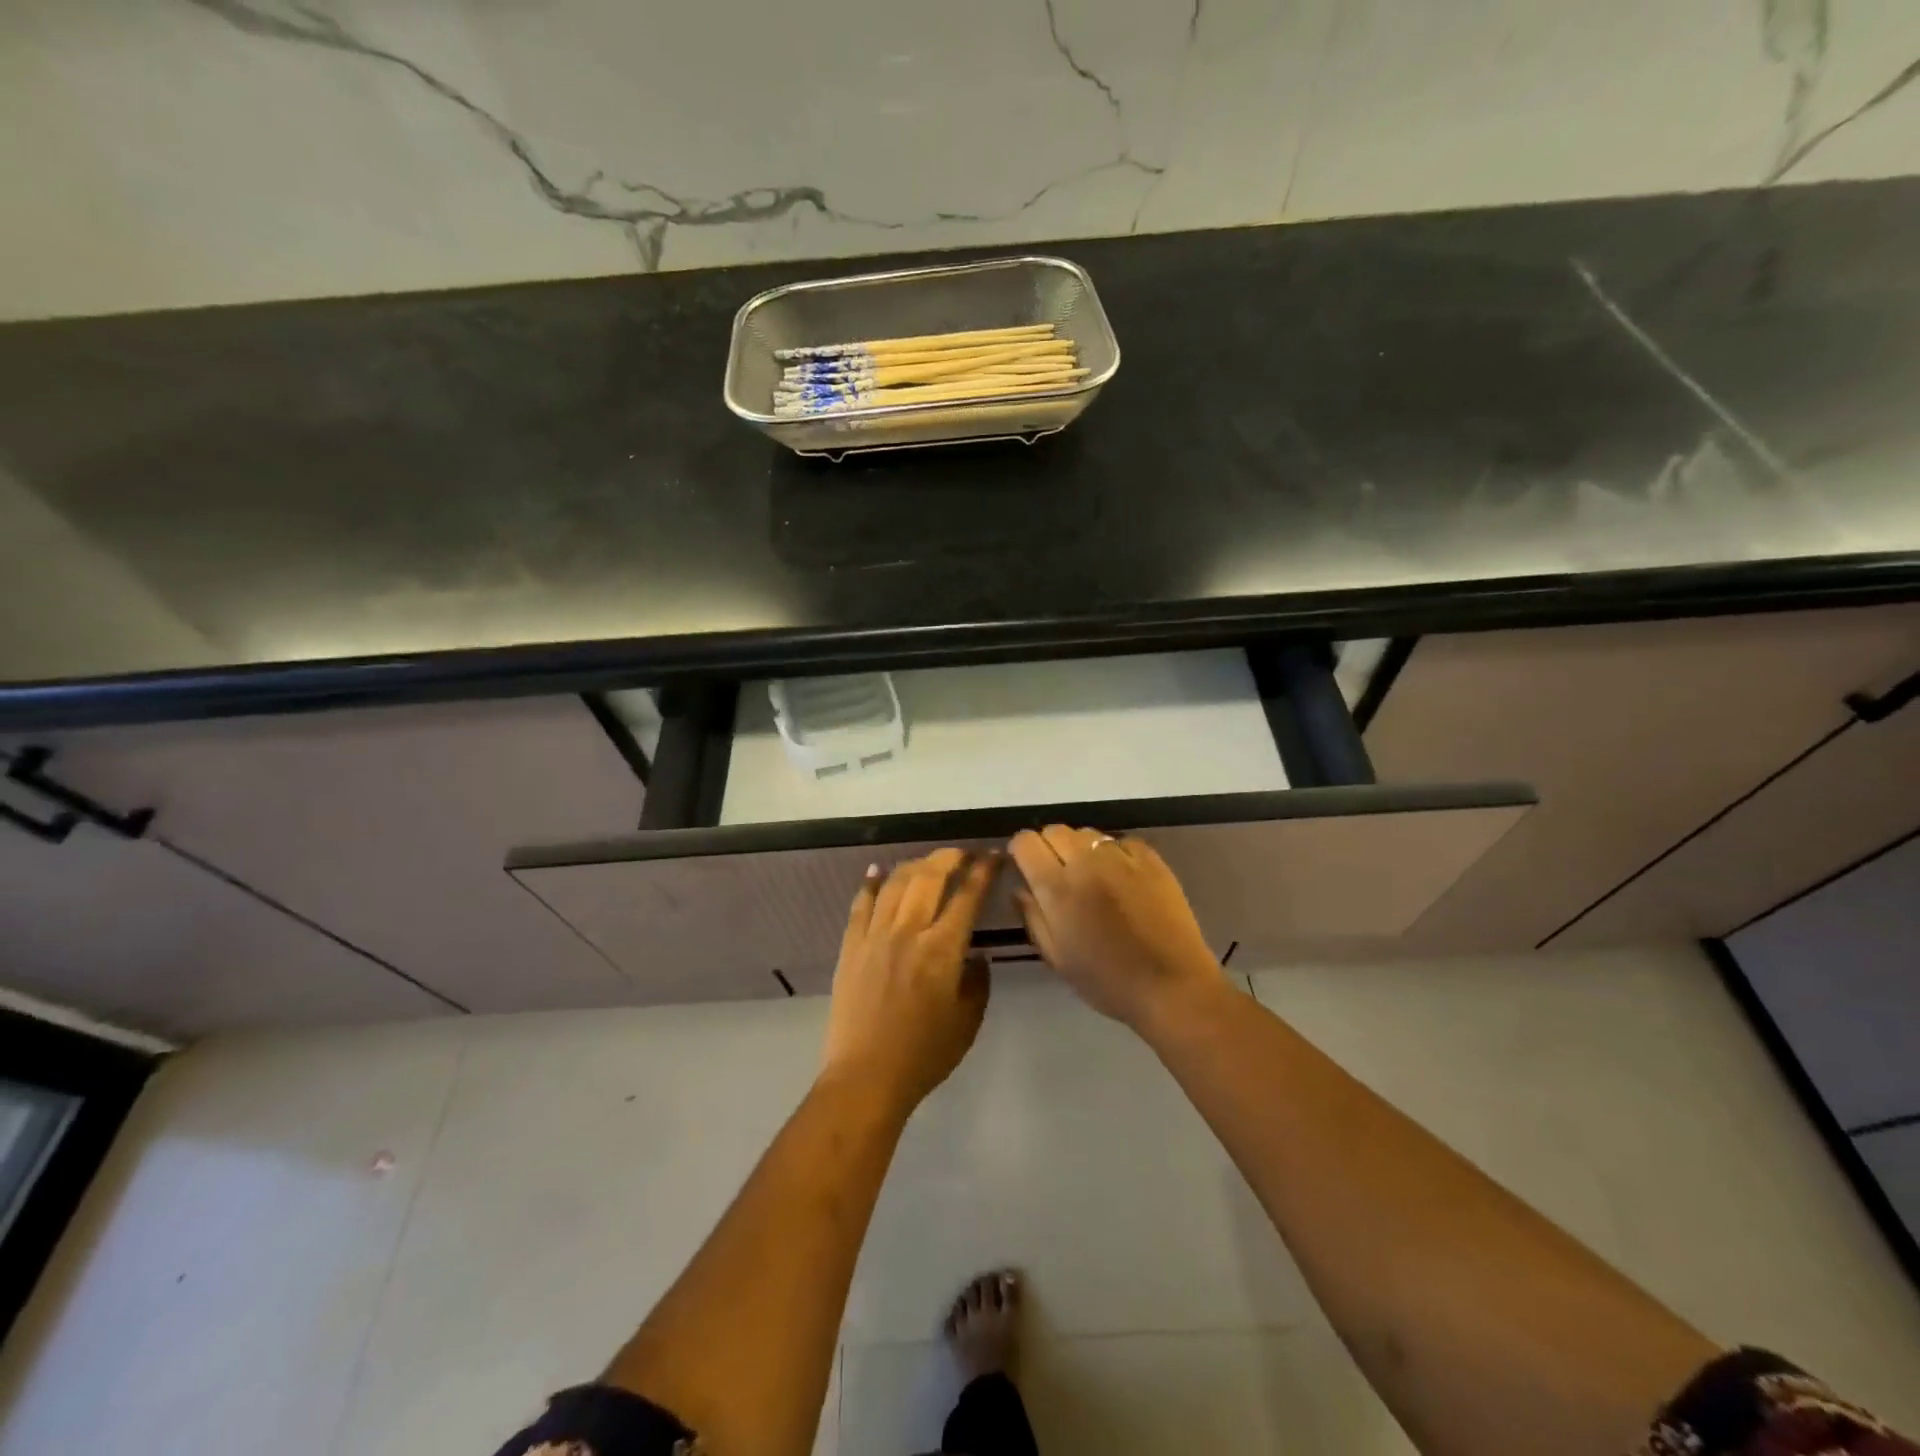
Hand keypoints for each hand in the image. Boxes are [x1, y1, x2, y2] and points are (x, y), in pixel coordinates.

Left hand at [821, 848, 999, 1110]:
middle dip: (950, 857)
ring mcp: (875, 934)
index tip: (992, 856)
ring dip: (915, 864)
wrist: (867, 1076)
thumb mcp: (968, 1020)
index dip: (983, 871)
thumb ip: (977, 981)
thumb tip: (975, 955)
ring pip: (896, 882)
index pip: (967, 895)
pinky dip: (871, 882)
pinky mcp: (851, 945)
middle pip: (930, 876)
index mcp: (942, 948)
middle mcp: (909, 930)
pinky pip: (861, 903)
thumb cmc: (925, 1054)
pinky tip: (878, 870)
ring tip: (928, 862)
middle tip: (963, 854)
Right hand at [1009, 825, 1225, 1030]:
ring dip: (1081, 849)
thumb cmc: (1108, 981)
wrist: (1172, 987)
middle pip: (1055, 830)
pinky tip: (1122, 878)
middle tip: (1058, 875)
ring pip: (1087, 833)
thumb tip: (1020, 888)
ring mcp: (1121, 857)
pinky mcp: (1151, 859)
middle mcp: (1086, 862)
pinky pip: (1121, 842)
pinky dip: (1114, 853)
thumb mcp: (1057, 958)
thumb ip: (1033, 917)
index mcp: (1057, 888)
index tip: (1026, 868)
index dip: (1021, 852)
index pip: (1025, 842)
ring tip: (1091, 876)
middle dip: (1049, 847)